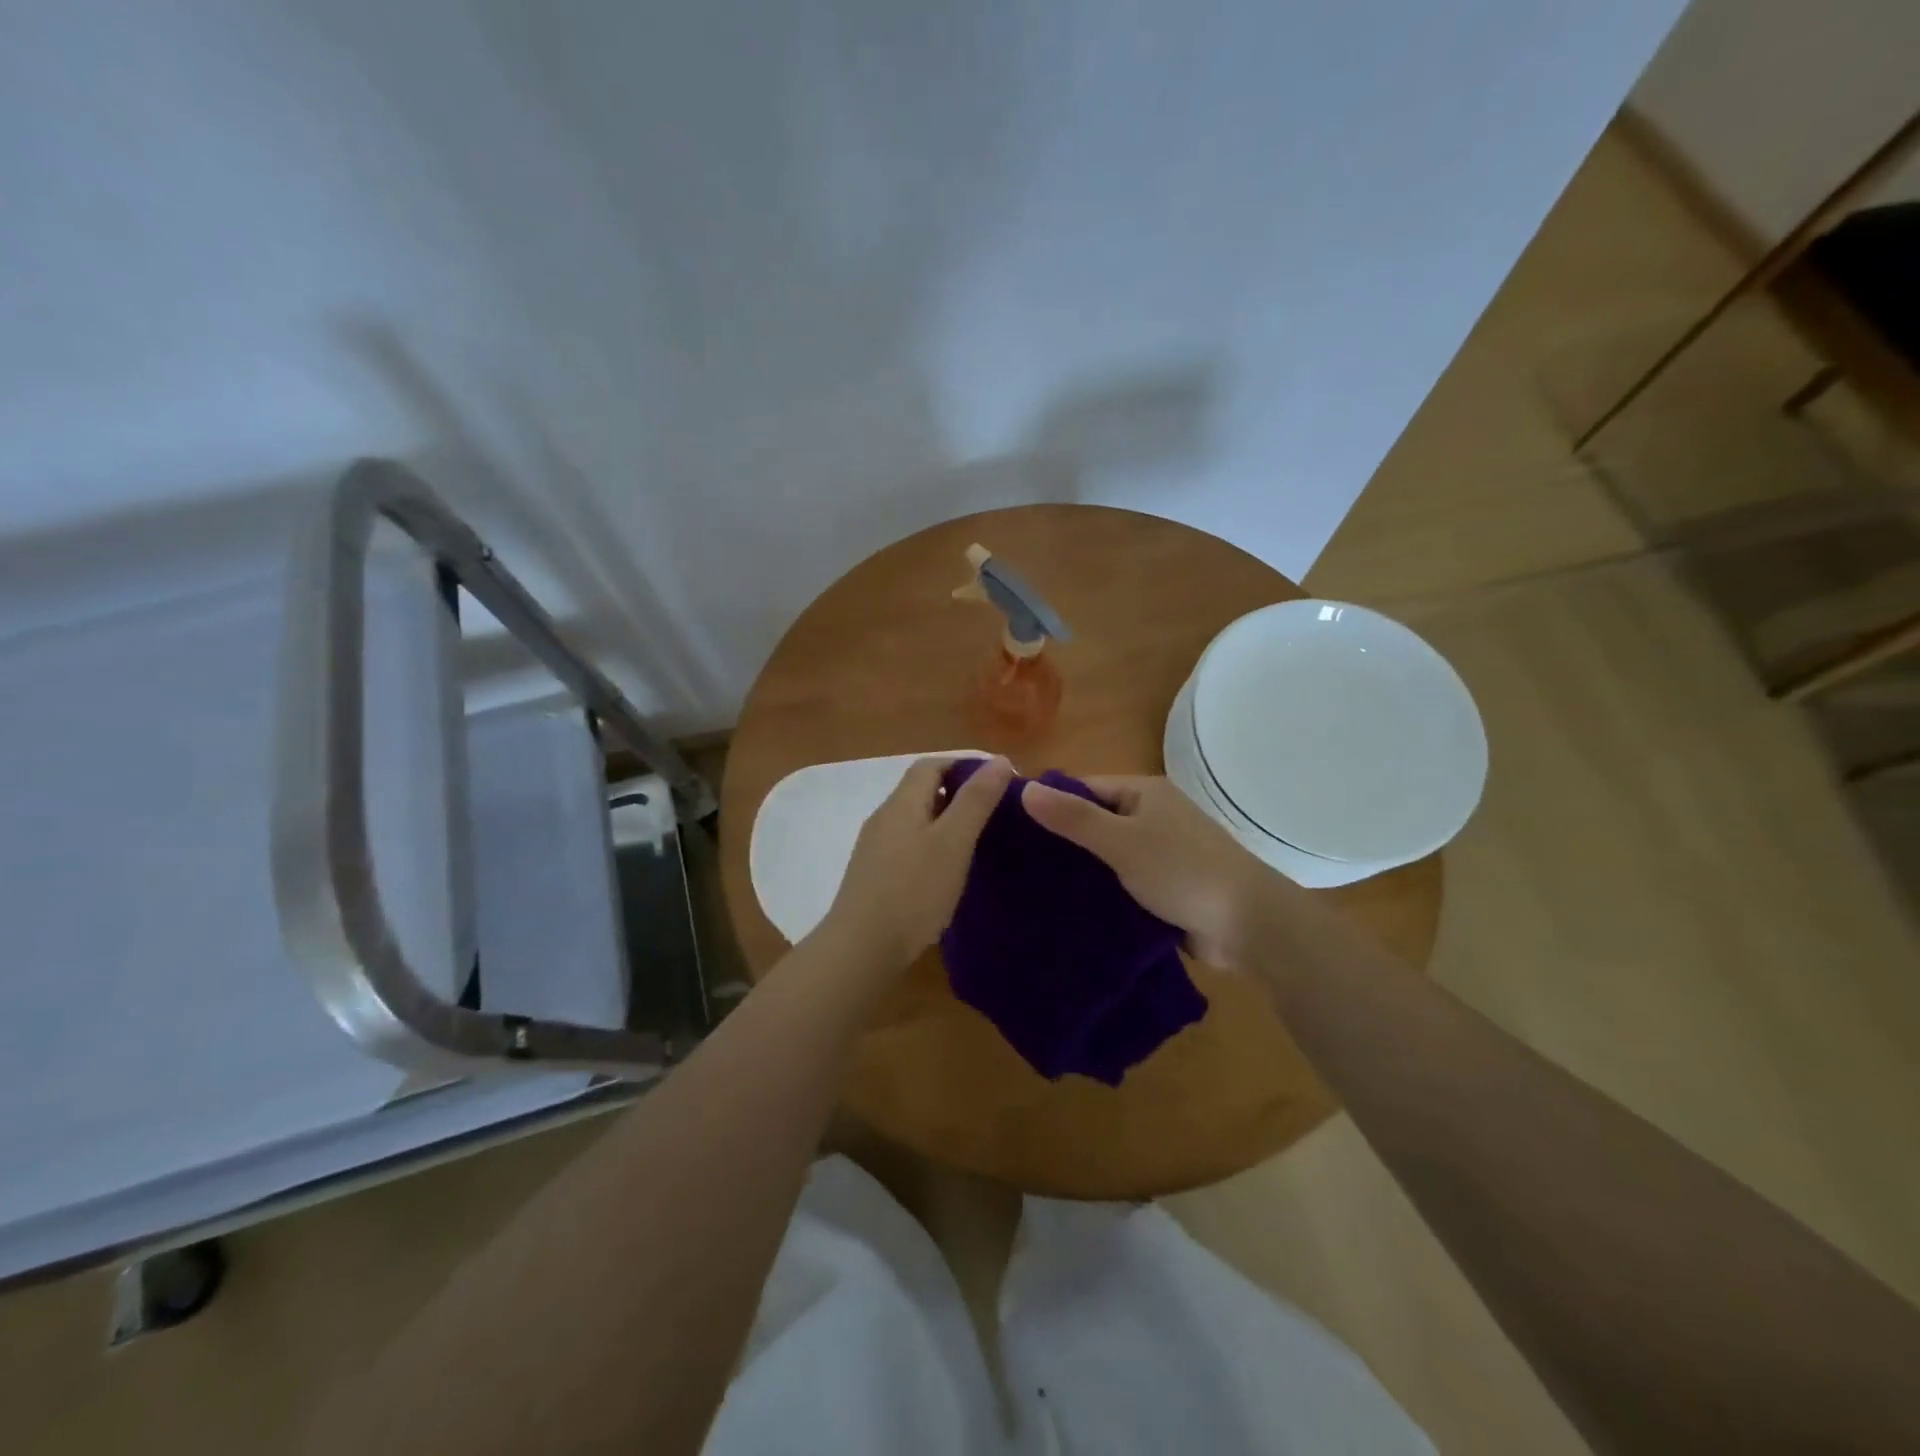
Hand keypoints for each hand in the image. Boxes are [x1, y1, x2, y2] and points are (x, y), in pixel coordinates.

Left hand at [820, 755, 1013, 971]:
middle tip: (995, 811)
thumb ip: (976, 800)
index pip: (931, 765)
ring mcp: (875, 848)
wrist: (861, 949)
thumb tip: (1000, 760)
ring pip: (916, 819)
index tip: (999, 781)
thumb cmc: (912, 891)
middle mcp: (884, 818)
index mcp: (901, 803)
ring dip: (946, 820)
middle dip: (958, 792)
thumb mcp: (953, 842)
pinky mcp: (875, 876)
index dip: (964, 764)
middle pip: (921, 790)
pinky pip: (908, 845)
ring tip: (978, 839)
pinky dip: (933, 845)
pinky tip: (949, 870)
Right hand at [1021, 774, 1292, 969]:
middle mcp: (1152, 816)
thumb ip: (1074, 817)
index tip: (1011, 827)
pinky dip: (1101, 891)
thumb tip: (1024, 788)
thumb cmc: (1183, 871)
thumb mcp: (1122, 841)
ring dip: (1081, 870)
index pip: (1084, 788)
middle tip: (1016, 863)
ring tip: (1032, 887)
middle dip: (1062, 841)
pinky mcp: (1165, 886)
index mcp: (1144, 793)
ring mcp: (1161, 852)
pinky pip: (1123, 881)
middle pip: (1095, 821)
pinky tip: (1069, 908)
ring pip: (1107, 855)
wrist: (1248, 925)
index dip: (1050, 803)